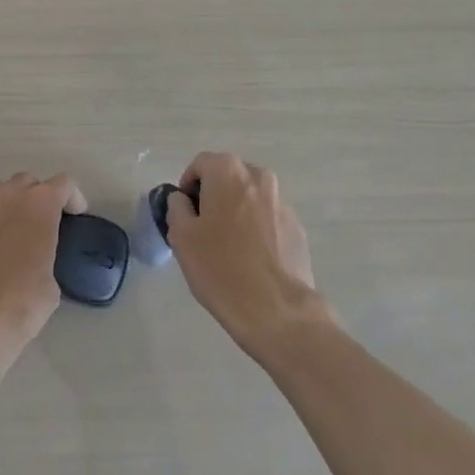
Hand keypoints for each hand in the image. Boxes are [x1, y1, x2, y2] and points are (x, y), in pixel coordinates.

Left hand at [0, 172, 85, 372]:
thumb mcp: (51, 280)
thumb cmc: (23, 301)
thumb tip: (37, 260)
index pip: (63, 183)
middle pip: (28, 181)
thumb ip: (47, 254)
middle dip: (39, 195)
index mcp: (39, 204)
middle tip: (45, 221)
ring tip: (17, 230)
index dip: (73, 197)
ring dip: (12, 204)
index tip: (75, 216)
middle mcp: (8, 198)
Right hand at [165, 152, 331, 359]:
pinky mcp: (297, 229)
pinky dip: (257, 231)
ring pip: (250, 199)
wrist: (277, 310)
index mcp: (229, 172)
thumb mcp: (182, 237)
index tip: (184, 215)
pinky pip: (268, 220)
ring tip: (228, 249)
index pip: (201, 164)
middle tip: (202, 231)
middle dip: (213, 197)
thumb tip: (183, 200)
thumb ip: (177, 207)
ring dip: (236, 213)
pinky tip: (251, 262)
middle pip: (228, 178)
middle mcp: (259, 177)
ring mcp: (283, 203)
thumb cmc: (221, 268)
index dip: (187, 186)